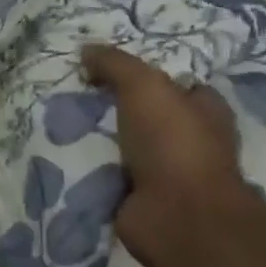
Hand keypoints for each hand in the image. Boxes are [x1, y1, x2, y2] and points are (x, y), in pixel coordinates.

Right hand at [81, 44, 254, 266]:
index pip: (177, 84)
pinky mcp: (142, 199)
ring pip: (126, 146)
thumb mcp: (144, 86)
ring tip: (60, 121)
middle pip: (147, 115)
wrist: (176, 216)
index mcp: (205, 111)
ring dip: (100, 139)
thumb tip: (86, 50)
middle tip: (75, 93)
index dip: (146, 73)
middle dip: (115, 106)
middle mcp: (190, 141)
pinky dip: (91, 168)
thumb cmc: (173, 143)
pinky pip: (109, 175)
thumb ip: (115, 64)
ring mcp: (167, 174)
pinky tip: (62, 154)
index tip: (106, 68)